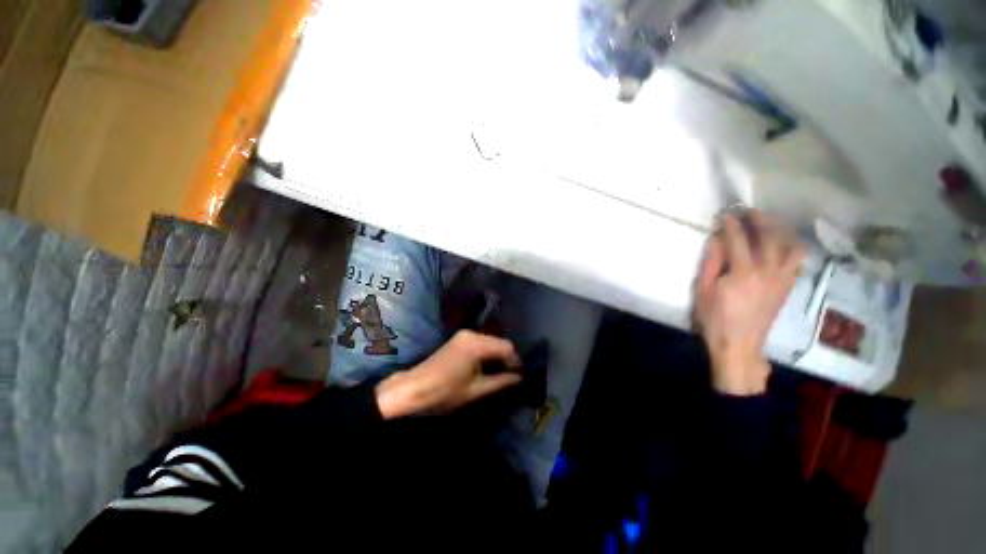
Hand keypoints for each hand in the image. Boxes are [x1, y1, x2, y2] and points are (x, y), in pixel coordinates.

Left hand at [375, 330, 522, 418]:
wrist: (412, 389)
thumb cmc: (444, 392)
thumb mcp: (476, 390)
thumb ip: (500, 382)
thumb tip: (518, 378)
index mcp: (476, 344)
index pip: (507, 347)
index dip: (516, 362)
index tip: (519, 377)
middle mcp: (472, 334)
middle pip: (499, 342)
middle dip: (507, 359)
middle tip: (512, 377)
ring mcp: (464, 335)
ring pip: (490, 342)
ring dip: (497, 356)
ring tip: (501, 374)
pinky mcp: (458, 340)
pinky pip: (481, 343)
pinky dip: (487, 354)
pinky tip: (487, 367)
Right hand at [694, 211, 804, 395]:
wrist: (739, 345)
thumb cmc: (715, 318)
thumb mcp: (703, 290)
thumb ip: (711, 263)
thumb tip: (716, 240)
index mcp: (743, 272)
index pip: (739, 239)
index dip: (732, 224)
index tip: (726, 213)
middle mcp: (768, 271)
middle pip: (770, 237)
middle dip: (761, 220)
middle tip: (750, 211)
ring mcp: (782, 279)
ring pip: (791, 247)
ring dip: (782, 231)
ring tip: (772, 223)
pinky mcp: (787, 287)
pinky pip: (797, 262)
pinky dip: (793, 248)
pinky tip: (784, 245)